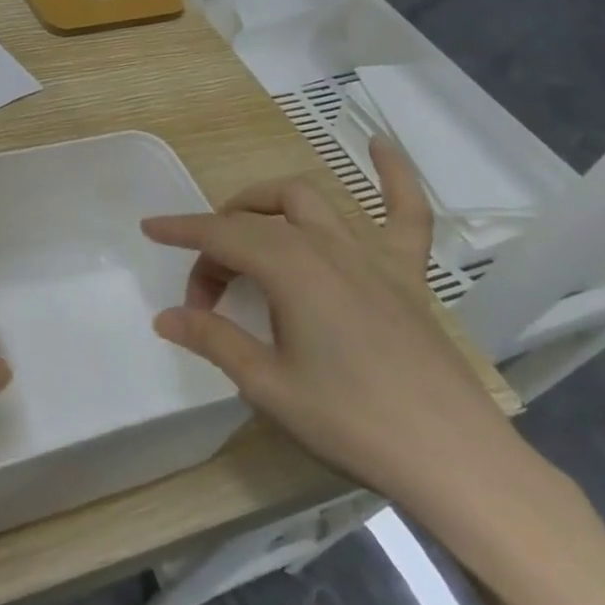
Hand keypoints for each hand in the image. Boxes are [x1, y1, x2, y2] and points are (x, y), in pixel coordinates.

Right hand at [141, 139, 521, 511]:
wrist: (454, 461)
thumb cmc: (351, 422)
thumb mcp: (267, 385)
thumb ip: (214, 340)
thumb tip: (164, 316)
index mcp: (289, 268)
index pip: (221, 236)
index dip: (181, 230)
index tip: (150, 229)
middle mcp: (326, 246)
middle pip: (255, 221)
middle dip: (217, 241)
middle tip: (207, 293)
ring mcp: (371, 255)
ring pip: (308, 200)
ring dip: (267, 200)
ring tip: (245, 222)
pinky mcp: (408, 274)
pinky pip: (406, 212)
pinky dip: (393, 174)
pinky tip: (379, 143)